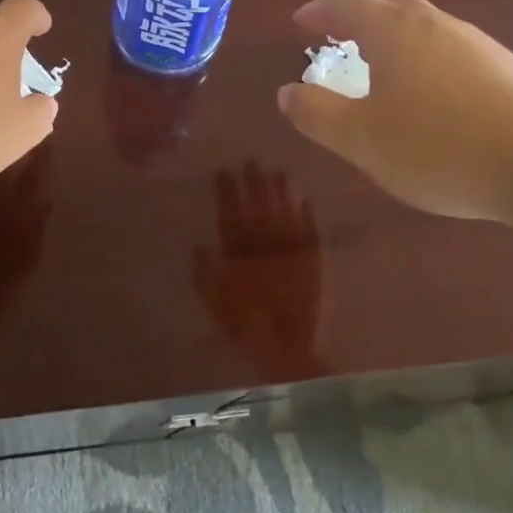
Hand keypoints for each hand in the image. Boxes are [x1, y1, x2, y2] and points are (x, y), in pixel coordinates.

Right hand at [195, 163, 327, 380]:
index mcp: (239, 253)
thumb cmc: (247, 326)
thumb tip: (199, 245)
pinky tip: (304, 200)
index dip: (227, 192)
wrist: (289, 349)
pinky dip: (306, 214)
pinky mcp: (312, 260)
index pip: (230, 214)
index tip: (224, 172)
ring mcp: (290, 250)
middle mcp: (265, 245)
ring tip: (278, 172)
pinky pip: (309, 230)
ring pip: (284, 211)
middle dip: (254, 183)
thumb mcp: (215, 303)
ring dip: (280, 191)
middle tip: (251, 162)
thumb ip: (205, 274)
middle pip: (258, 206)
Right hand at [276, 0, 512, 222]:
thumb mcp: (361, 139)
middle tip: (339, 34)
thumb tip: (287, 92)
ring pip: (425, 25)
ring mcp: (477, 44)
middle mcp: (435, 24)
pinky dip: (427, 57)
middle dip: (359, 14)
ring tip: (383, 66)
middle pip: (390, 4)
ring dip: (396, 36)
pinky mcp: (509, 68)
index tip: (300, 22)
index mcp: (394, 32)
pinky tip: (434, 95)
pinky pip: (453, 49)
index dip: (319, 9)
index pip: (347, 4)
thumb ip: (317, 114)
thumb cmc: (438, 147)